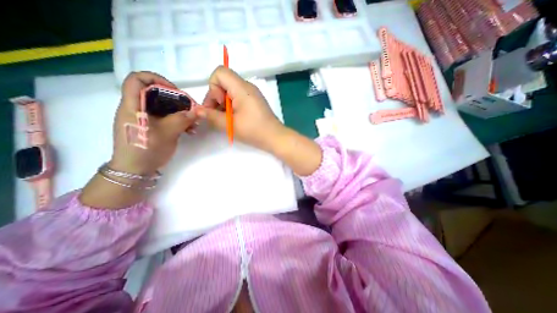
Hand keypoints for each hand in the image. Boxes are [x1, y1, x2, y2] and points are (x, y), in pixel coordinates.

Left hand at [80, 70, 197, 208]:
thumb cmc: (145, 149)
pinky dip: (179, 121)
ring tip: (194, 123)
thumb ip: (181, 120)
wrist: (135, 170)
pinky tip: (190, 130)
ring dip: (181, 112)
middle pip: (156, 93)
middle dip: (176, 99)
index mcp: (133, 105)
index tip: (176, 91)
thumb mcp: (166, 133)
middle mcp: (138, 108)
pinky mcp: (153, 126)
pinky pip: (167, 117)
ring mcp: (146, 118)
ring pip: (164, 107)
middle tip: (191, 109)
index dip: (157, 79)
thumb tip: (197, 111)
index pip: (138, 79)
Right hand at [195, 66, 283, 153]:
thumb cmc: (254, 130)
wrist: (275, 137)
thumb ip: (212, 116)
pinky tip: (234, 119)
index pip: (220, 72)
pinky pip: (238, 97)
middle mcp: (247, 86)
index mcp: (242, 88)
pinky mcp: (254, 101)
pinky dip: (232, 106)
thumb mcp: (230, 125)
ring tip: (226, 119)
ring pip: (230, 91)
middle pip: (224, 82)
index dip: (213, 87)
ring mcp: (252, 94)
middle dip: (216, 97)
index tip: (218, 105)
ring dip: (223, 103)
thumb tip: (198, 110)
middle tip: (218, 115)